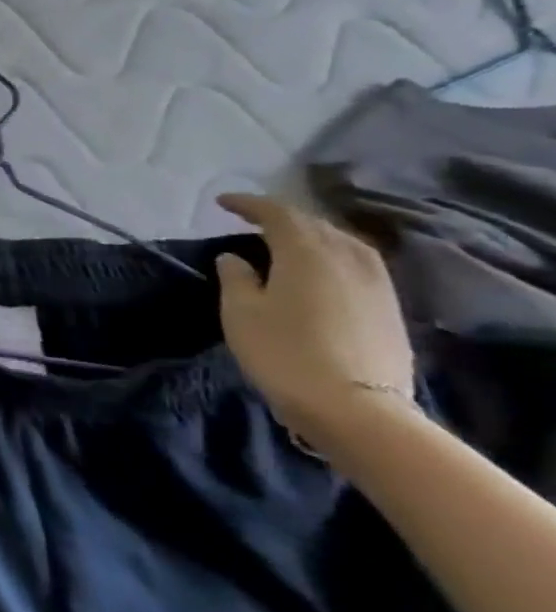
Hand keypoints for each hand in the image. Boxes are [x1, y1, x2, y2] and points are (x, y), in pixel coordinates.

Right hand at [213, 193, 415, 449]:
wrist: (354, 408)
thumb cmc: (283, 352)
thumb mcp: (240, 312)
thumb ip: (236, 277)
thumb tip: (235, 257)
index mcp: (307, 252)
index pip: (277, 214)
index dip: (248, 204)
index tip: (222, 203)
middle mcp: (348, 258)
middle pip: (314, 224)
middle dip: (281, 218)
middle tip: (251, 222)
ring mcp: (377, 283)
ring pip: (342, 243)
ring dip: (312, 236)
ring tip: (287, 243)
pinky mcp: (390, 307)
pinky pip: (357, 264)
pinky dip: (332, 256)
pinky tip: (320, 270)